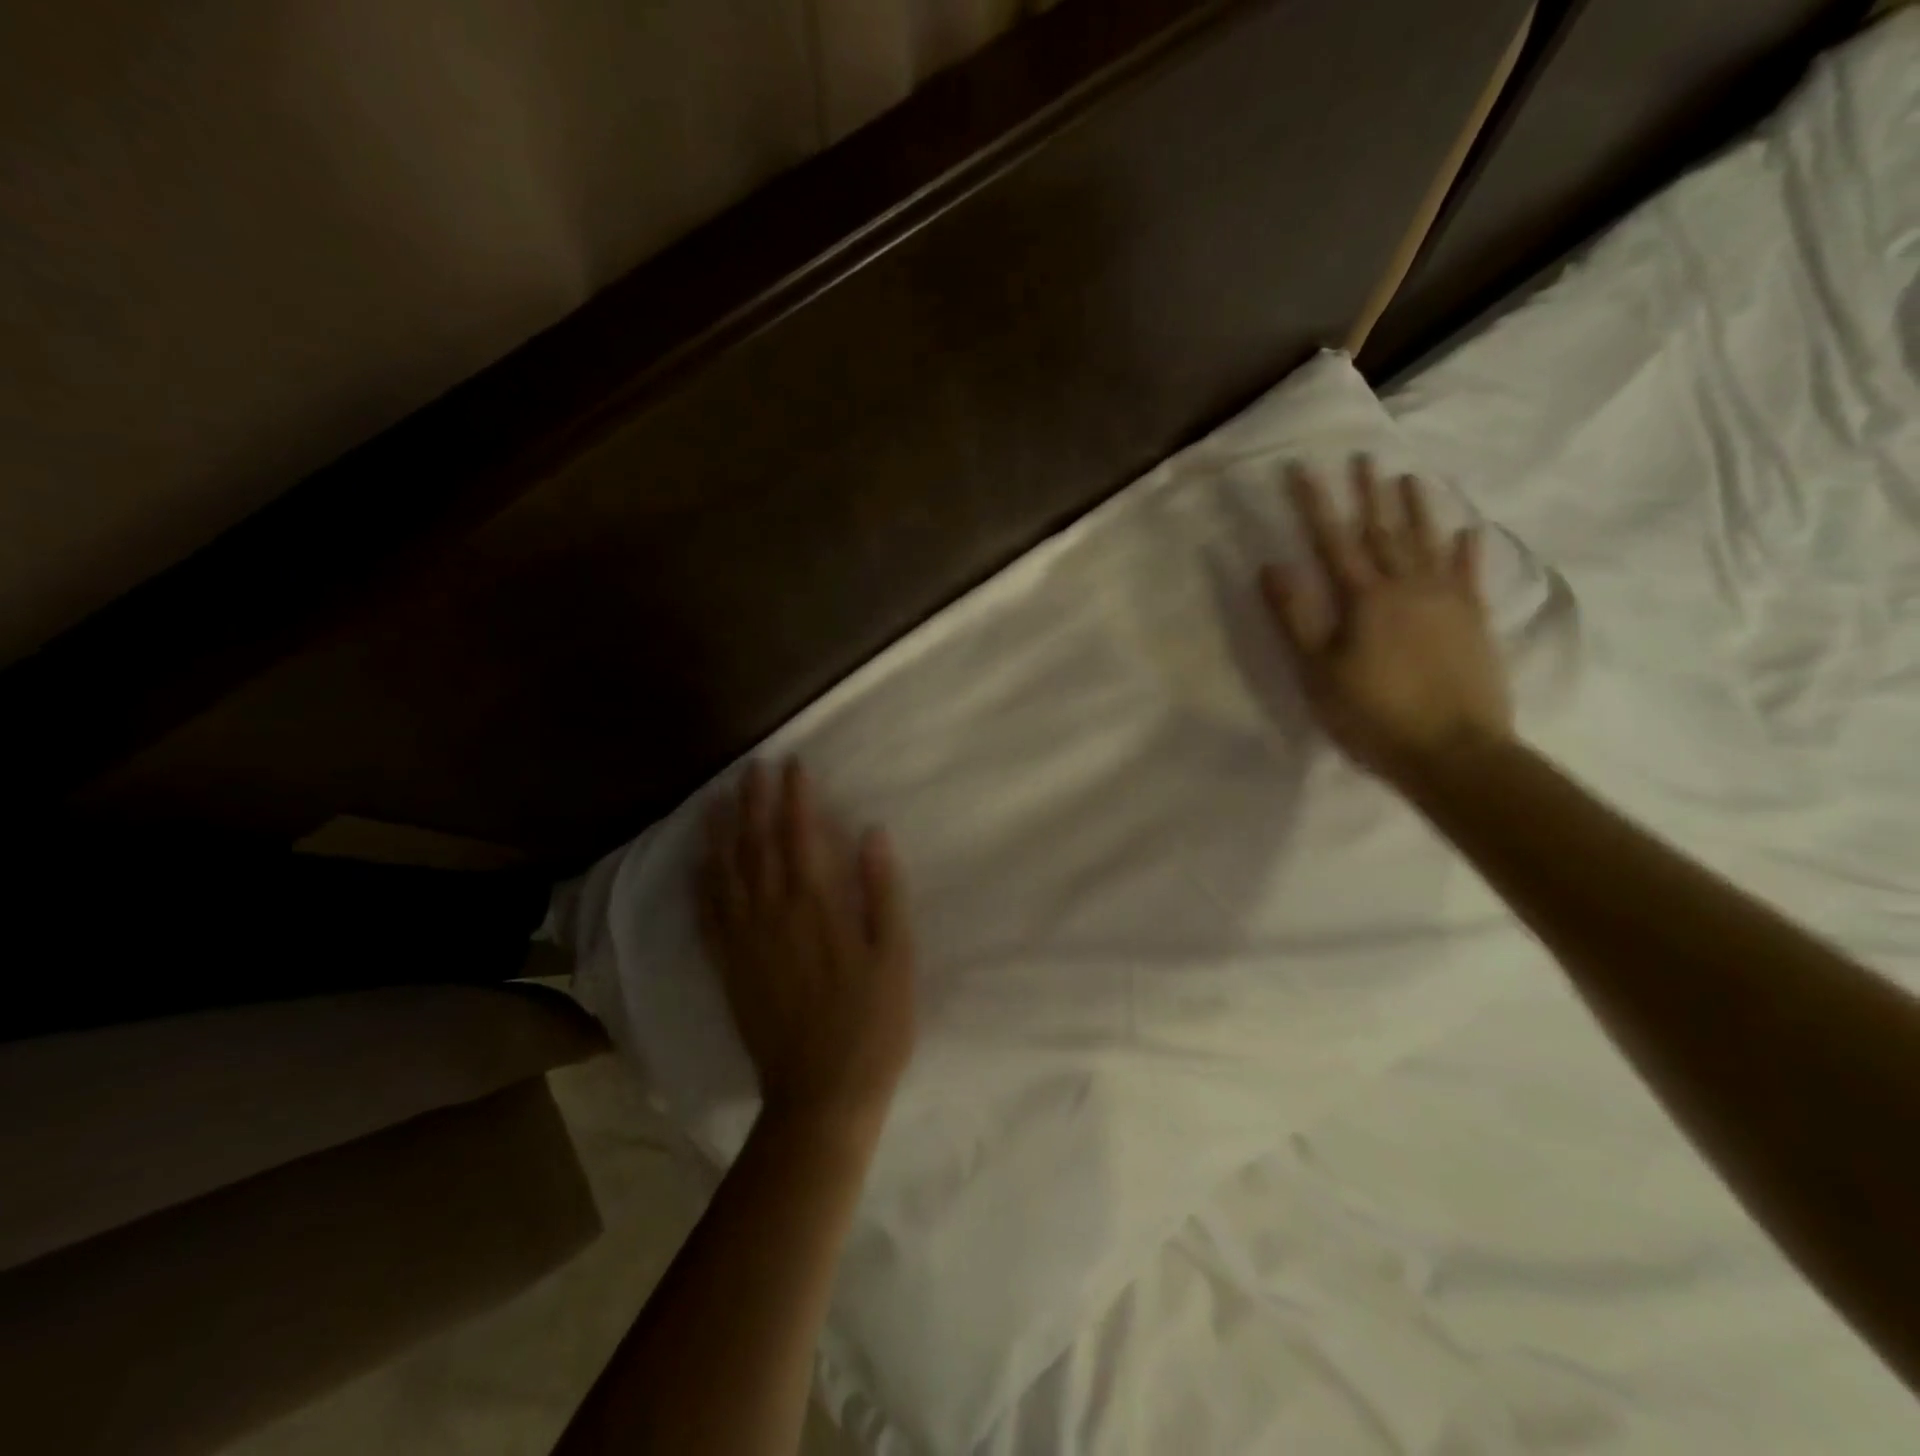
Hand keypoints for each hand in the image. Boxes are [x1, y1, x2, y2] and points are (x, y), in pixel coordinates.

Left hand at [697, 758, 915, 1132]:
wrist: (820, 1095)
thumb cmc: (871, 1025)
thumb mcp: (895, 956)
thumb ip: (882, 891)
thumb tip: (871, 832)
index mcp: (814, 905)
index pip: (799, 834)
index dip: (795, 796)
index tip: (794, 764)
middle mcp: (771, 912)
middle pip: (756, 843)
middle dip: (754, 800)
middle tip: (753, 766)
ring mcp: (743, 941)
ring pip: (725, 872)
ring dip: (722, 830)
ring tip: (718, 798)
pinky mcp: (728, 968)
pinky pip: (708, 914)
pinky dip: (702, 882)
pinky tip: (699, 863)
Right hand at [1259, 457, 1511, 783]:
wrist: (1453, 751)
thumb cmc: (1372, 715)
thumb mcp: (1318, 671)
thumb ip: (1296, 616)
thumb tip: (1272, 565)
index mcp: (1365, 599)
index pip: (1333, 540)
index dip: (1315, 503)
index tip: (1303, 468)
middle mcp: (1408, 587)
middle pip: (1384, 530)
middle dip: (1369, 492)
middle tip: (1363, 456)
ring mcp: (1447, 600)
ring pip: (1429, 542)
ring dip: (1417, 508)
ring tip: (1409, 477)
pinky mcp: (1474, 621)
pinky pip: (1469, 574)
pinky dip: (1467, 550)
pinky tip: (1467, 531)